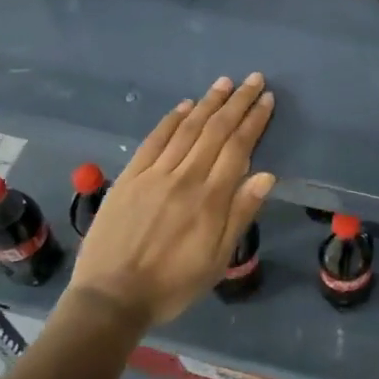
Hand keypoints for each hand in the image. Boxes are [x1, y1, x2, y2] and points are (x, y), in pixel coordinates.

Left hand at [67, 73, 275, 328]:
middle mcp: (185, 178)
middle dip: (237, 102)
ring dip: (209, 103)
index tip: (267, 99)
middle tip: (254, 79)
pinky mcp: (130, 177)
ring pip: (187, 129)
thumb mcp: (218, 259)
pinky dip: (171, 120)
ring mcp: (155, 174)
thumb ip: (241, 214)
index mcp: (211, 199)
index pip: (239, 147)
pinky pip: (154, 140)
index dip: (254, 121)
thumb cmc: (173, 284)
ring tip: (225, 82)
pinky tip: (185, 106)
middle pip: (216, 130)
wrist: (111, 298)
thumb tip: (267, 175)